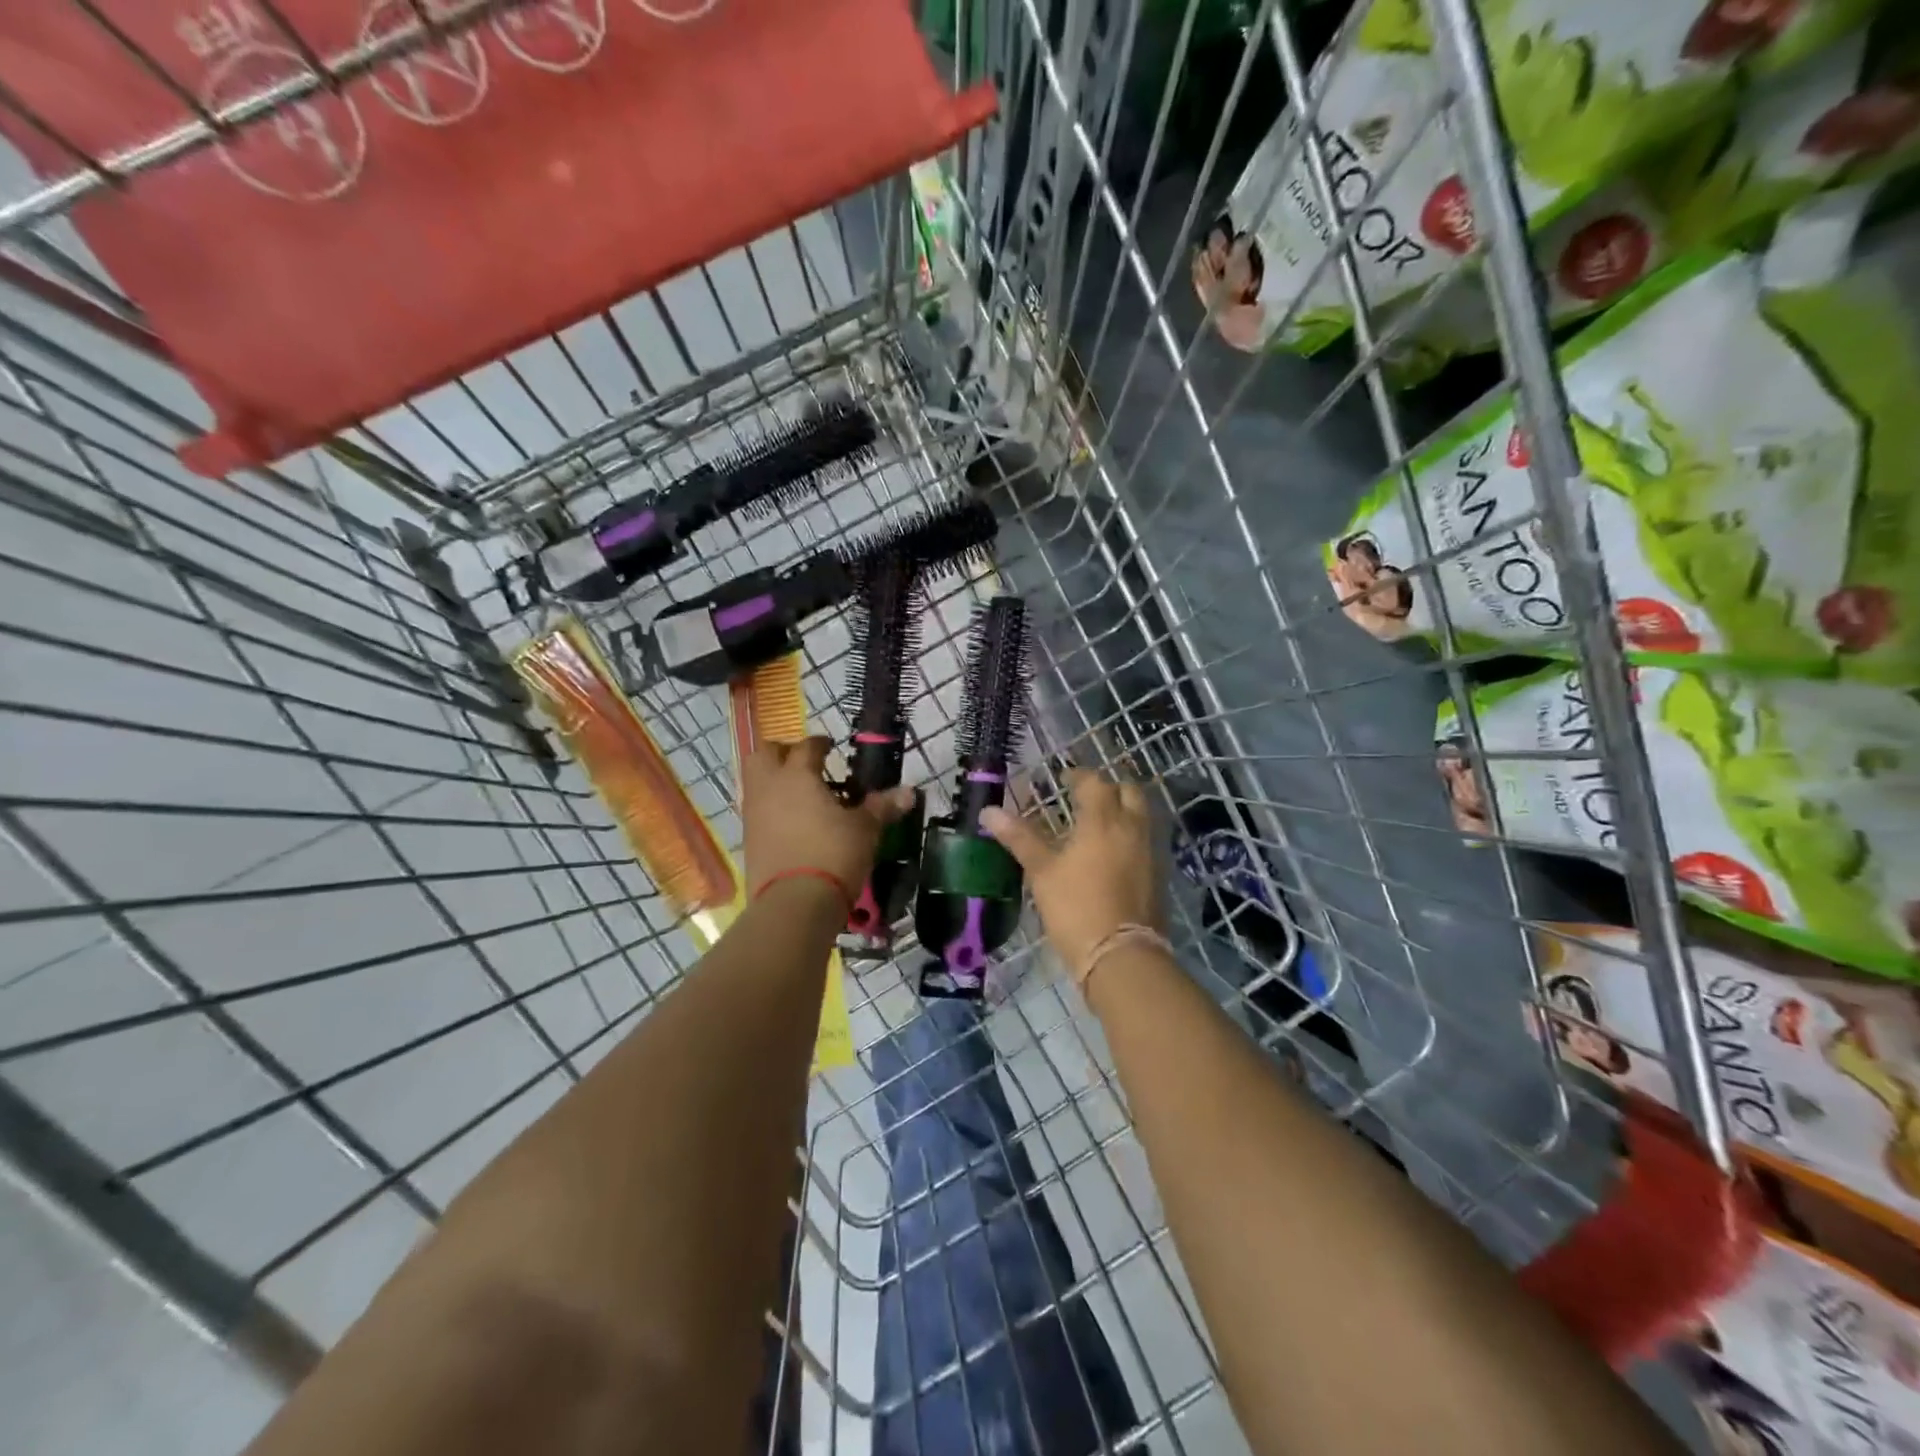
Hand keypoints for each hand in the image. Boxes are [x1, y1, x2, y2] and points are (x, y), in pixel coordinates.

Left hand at [742, 737, 913, 899]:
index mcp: (798, 775)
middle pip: (764, 753)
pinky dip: (771, 806)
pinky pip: (757, 810)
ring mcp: (754, 814)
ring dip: (773, 779)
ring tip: (800, 793)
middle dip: (782, 751)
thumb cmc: (833, 854)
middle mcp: (769, 787)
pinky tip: (792, 821)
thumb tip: (908, 792)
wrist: (794, 903)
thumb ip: (882, 806)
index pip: (806, 747)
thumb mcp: (865, 829)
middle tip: (804, 762)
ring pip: (755, 781)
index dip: (820, 743)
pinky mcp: (748, 840)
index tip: (830, 747)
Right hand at [980, 768, 1164, 970]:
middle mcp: (1132, 828)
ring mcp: (1150, 852)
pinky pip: (1145, 841)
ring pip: (1141, 816)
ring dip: (1122, 811)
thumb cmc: (1076, 907)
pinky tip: (1111, 854)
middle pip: (1128, 792)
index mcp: (1103, 820)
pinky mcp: (1158, 875)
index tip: (1063, 778)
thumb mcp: (1042, 872)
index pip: (1094, 782)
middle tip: (1085, 798)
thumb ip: (1019, 837)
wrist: (1121, 956)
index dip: (1077, 776)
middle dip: (1108, 788)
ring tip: (1096, 824)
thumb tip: (989, 811)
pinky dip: (1129, 836)